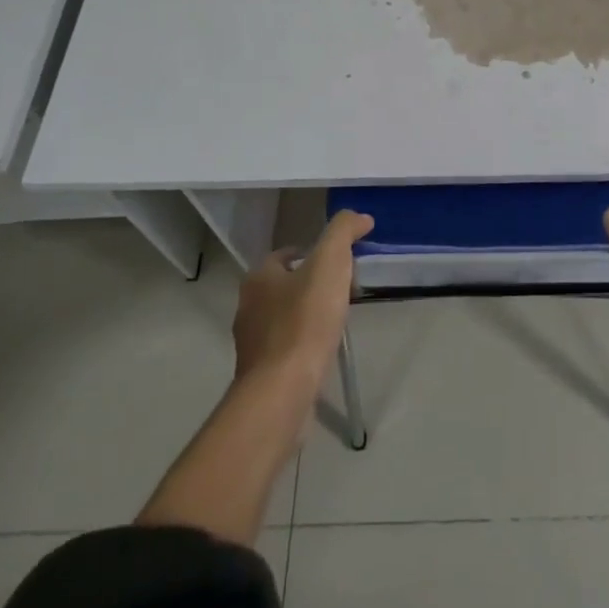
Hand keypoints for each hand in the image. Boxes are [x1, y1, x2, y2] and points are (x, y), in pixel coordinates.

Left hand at [232, 210, 373, 390]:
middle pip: (283, 285)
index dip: (312, 253)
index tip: (338, 261)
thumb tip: (360, 217)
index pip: (285, 255)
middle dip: (310, 284)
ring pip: (283, 317)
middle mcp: (248, 307)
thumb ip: (343, 231)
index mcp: (258, 278)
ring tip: (336, 319)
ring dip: (306, 315)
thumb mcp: (330, 262)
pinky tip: (323, 349)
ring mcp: (251, 344)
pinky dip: (303, 344)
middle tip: (341, 288)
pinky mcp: (260, 374)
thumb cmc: (305, 320)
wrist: (283, 390)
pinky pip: (285, 348)